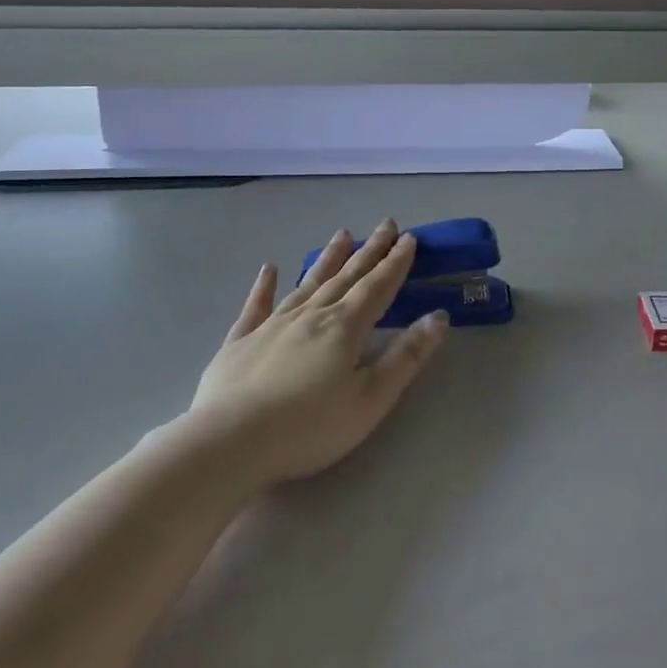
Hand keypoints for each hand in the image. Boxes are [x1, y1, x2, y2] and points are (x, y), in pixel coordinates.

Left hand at [190, 221, 446, 490]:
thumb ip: (406, 357)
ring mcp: (272, 326)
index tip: (409, 239)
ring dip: (327, 259)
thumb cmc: (308, 427)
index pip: (377, 287)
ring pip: (308, 283)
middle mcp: (311, 316)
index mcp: (344, 328)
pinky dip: (264, 286)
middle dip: (369, 251)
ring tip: (342, 234)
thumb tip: (438, 318)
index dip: (395, 263)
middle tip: (386, 224)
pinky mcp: (240, 342)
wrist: (228, 443)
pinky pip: (256, 306)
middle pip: (346, 277)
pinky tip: (269, 269)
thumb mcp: (370, 399)